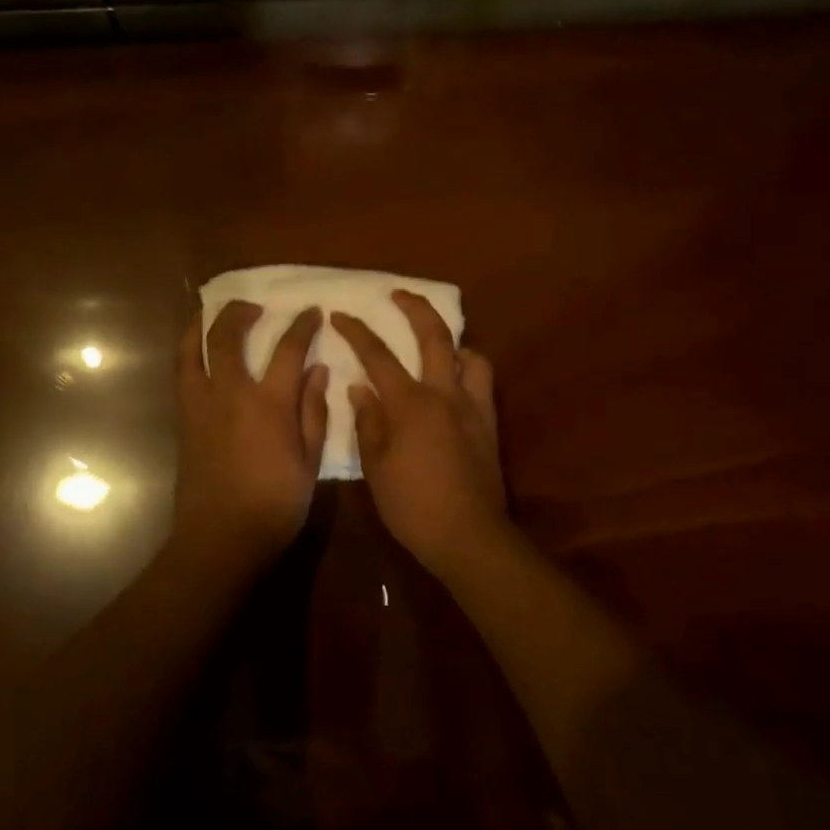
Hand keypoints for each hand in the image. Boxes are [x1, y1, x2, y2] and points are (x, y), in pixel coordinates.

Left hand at [174, 301, 328, 564]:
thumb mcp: (309, 463)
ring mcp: (201, 403)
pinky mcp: (184, 418)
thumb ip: (313, 412)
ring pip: (194, 348)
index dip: (302, 326)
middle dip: (241, 312)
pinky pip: (182, 372)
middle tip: (254, 306)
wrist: (219, 538)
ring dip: (203, 323)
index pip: (289, 350)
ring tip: (212, 311)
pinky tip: (195, 347)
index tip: (311, 312)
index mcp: (269, 404)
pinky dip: (187, 350)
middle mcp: (231, 393)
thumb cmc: (274, 505)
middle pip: (228, 336)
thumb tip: (318, 371)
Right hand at [332, 291, 505, 577]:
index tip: (340, 314)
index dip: (356, 331)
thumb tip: (359, 389)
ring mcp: (472, 406)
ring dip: (453, 342)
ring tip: (438, 345)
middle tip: (399, 293)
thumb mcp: (375, 467)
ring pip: (470, 355)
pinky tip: (455, 382)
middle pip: (434, 336)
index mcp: (410, 403)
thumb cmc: (412, 505)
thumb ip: (368, 422)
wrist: (468, 536)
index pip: (377, 355)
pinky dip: (468, 369)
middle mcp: (444, 393)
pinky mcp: (489, 423)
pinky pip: (482, 382)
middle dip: (415, 307)